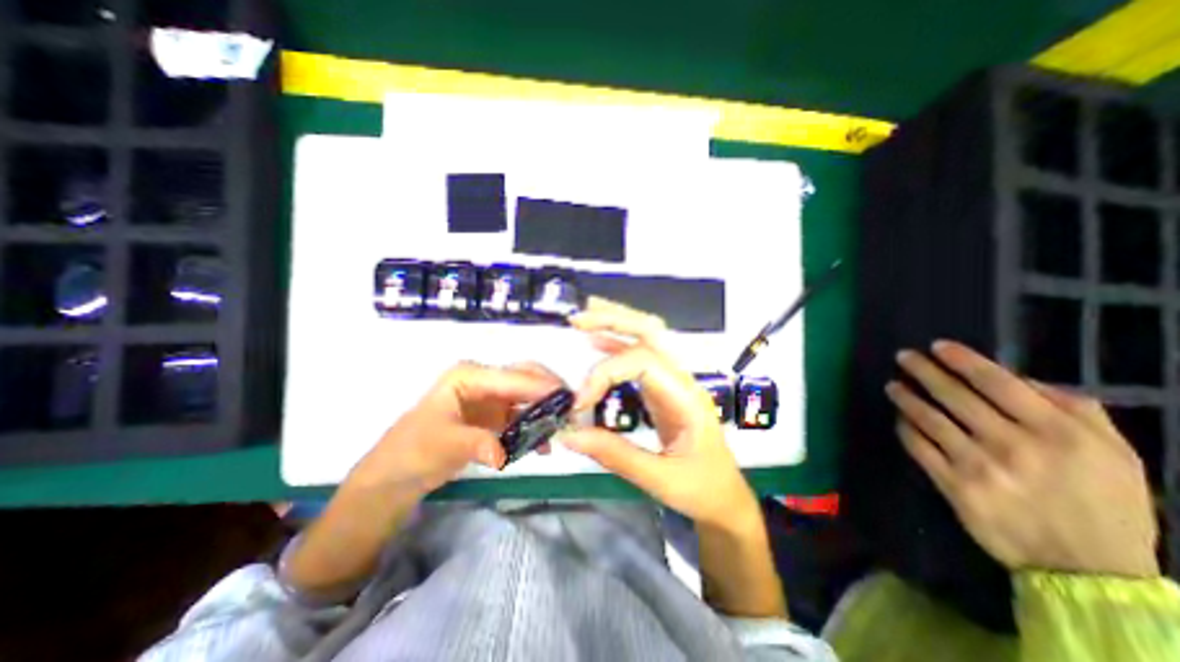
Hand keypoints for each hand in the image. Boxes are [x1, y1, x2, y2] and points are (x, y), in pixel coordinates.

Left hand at [347, 362, 563, 495]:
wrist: (396, 474)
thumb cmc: (413, 451)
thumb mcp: (442, 445)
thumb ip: (476, 444)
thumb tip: (504, 453)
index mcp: (469, 375)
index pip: (513, 376)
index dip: (541, 386)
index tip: (567, 398)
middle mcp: (483, 379)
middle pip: (525, 376)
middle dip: (549, 389)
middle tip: (571, 407)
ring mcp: (490, 396)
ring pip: (527, 394)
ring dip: (546, 407)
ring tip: (563, 424)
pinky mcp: (494, 414)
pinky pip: (522, 413)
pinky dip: (535, 424)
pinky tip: (544, 443)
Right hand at [558, 297, 759, 529]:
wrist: (726, 499)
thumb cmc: (703, 490)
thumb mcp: (661, 480)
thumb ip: (615, 455)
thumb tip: (569, 435)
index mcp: (687, 397)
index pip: (642, 363)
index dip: (605, 373)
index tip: (579, 402)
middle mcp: (681, 379)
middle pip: (651, 331)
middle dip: (614, 320)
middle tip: (578, 319)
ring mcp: (673, 381)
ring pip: (647, 338)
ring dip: (615, 324)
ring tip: (584, 318)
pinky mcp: (662, 390)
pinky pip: (639, 358)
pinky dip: (616, 346)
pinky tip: (596, 343)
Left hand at [890, 342, 1158, 577]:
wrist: (1088, 569)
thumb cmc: (1103, 504)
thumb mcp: (1113, 453)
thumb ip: (1073, 409)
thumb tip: (1020, 377)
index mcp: (1057, 433)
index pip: (997, 383)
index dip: (962, 360)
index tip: (937, 346)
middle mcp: (1011, 444)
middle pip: (954, 396)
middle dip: (924, 371)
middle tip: (902, 356)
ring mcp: (977, 465)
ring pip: (928, 418)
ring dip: (906, 397)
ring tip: (892, 384)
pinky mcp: (952, 485)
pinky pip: (918, 446)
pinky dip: (905, 427)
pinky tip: (899, 417)